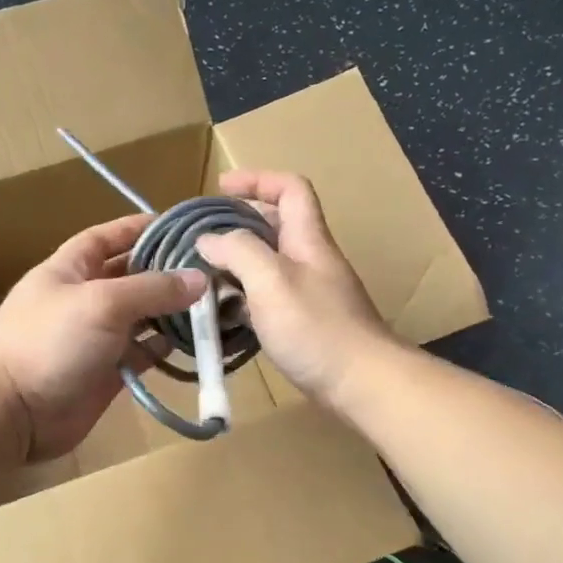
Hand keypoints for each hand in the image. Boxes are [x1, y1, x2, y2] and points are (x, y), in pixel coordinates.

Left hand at [0, 214, 206, 461]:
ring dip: (173, 312)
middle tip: (214, 270)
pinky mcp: (108, 372)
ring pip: (142, 317)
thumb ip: (152, 289)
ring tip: (218, 305)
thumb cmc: (49, 341)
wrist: (11, 410)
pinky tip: (197, 342)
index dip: (141, 228)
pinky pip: (143, 353)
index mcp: (71, 269)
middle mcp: (85, 298)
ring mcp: (96, 337)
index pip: (109, 237)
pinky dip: (166, 348)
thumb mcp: (102, 302)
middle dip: (168, 272)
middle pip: (132, 277)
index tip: (182, 226)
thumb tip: (200, 279)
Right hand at [195, 171, 395, 410]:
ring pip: (267, 266)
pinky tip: (223, 315)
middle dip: (237, 226)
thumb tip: (208, 240)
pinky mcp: (304, 324)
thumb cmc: (316, 327)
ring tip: (202, 277)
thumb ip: (238, 252)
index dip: (257, 180)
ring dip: (236, 266)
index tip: (221, 189)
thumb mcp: (271, 280)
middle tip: (201, 238)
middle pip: (275, 226)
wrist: (361, 382)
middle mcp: (310, 260)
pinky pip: (267, 299)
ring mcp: (309, 293)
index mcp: (308, 239)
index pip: (290, 189)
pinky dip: (243, 300)